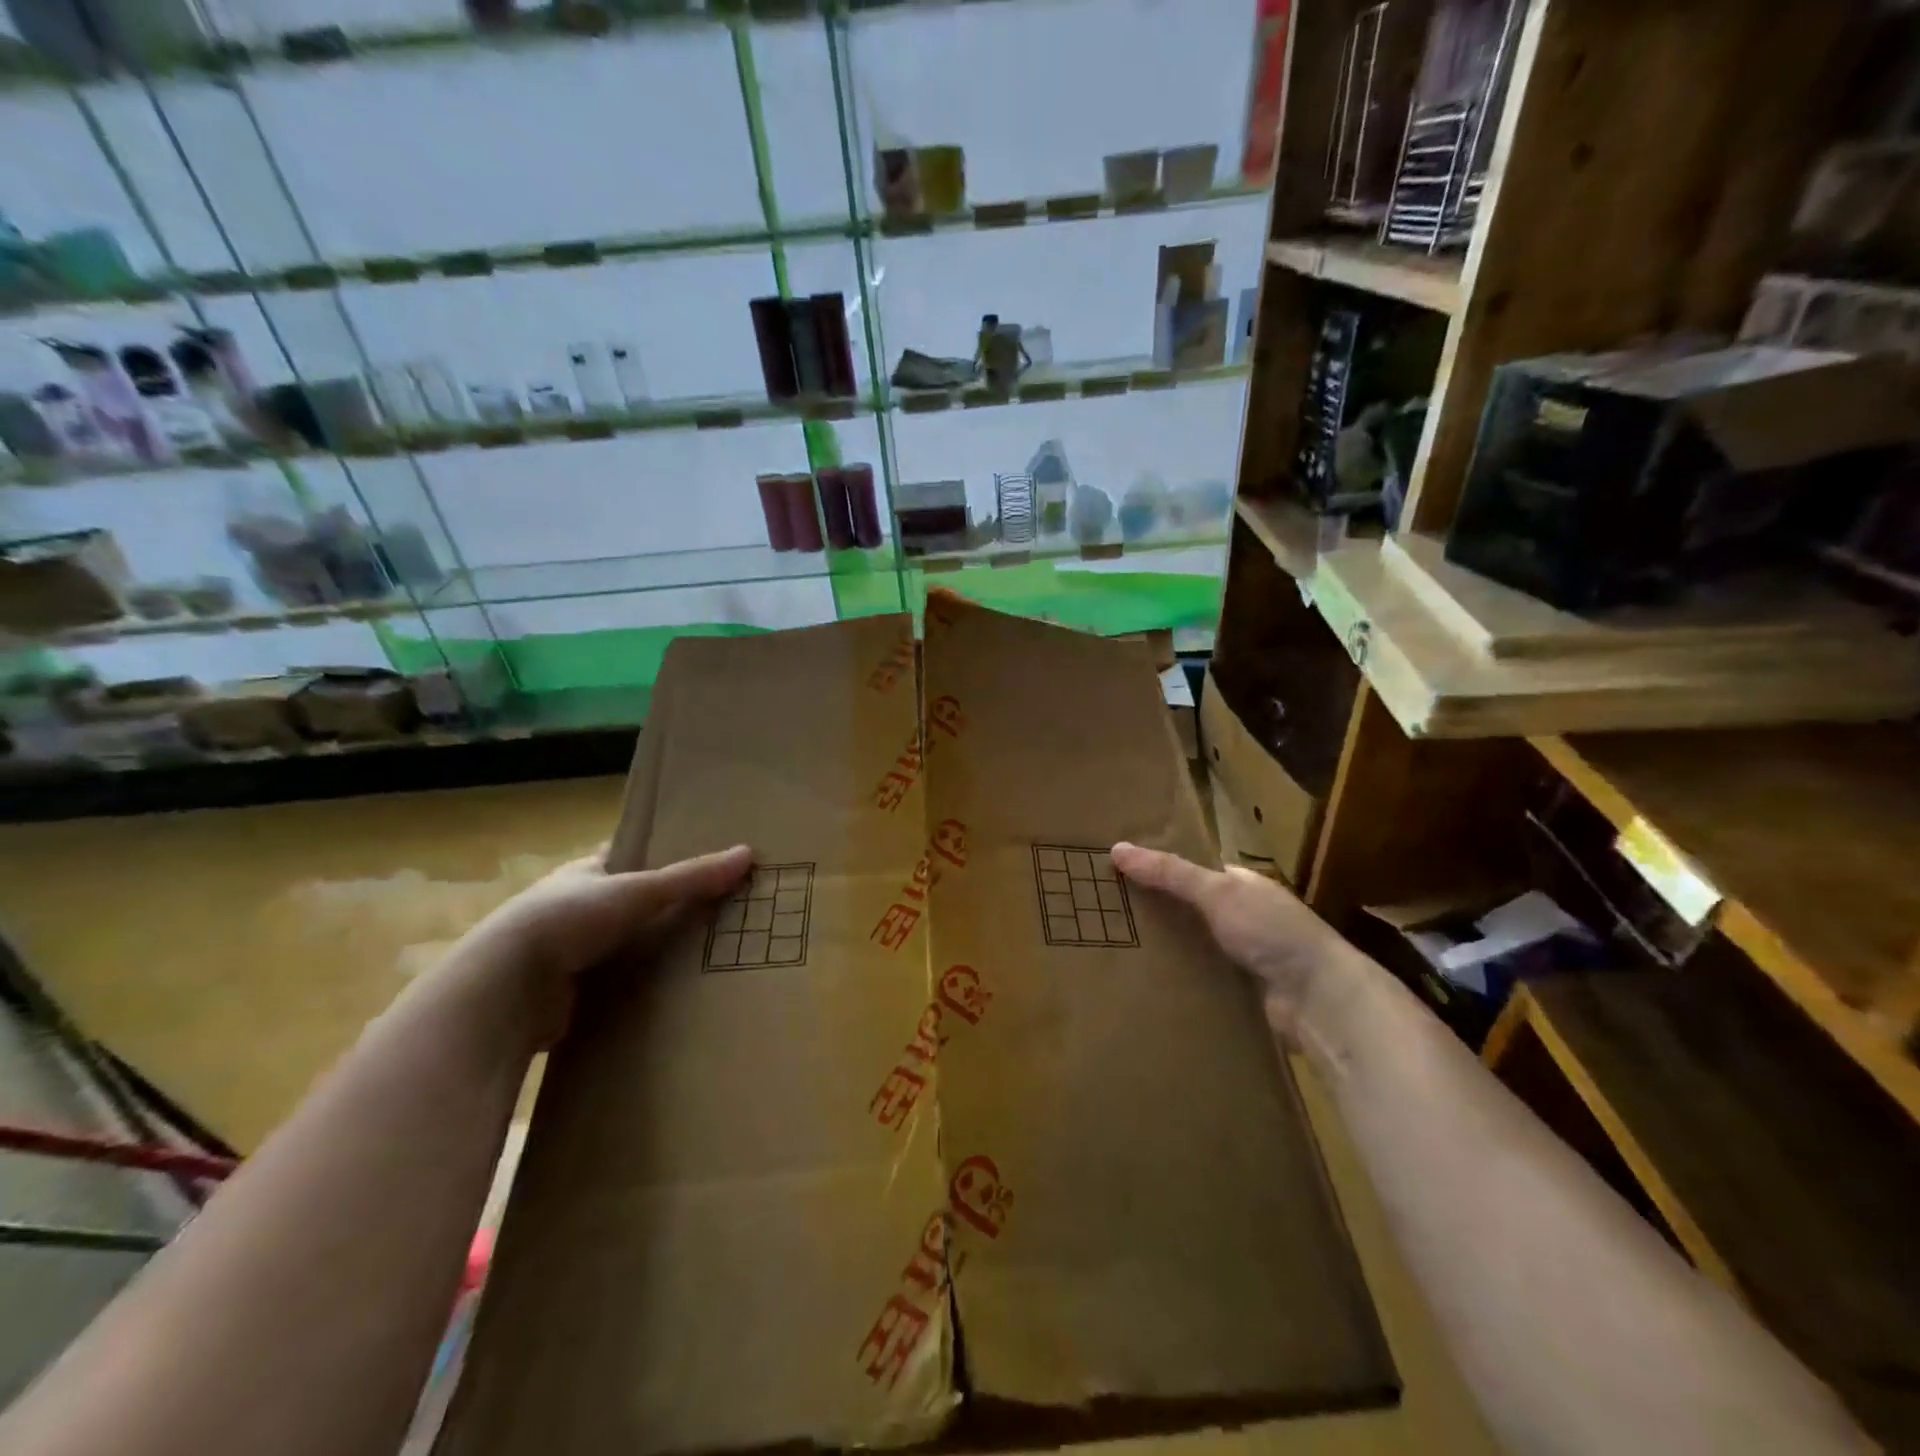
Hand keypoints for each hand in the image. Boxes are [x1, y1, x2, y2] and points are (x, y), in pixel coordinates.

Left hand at [450, 844, 751, 1043]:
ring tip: (708, 955)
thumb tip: (748, 854)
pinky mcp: (570, 994)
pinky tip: (675, 993)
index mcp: (583, 873)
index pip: (627, 857)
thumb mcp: (638, 890)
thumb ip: (692, 877)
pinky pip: (617, 984)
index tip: (702, 863)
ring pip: (624, 946)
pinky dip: (641, 987)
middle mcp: (574, 909)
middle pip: (631, 903)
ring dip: (654, 951)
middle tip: (718, 913)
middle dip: (666, 910)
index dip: (660, 857)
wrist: (505, 990)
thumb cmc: (568, 920)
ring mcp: (568, 953)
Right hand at [1111, 841, 1354, 1040]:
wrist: (1319, 1000)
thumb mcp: (1217, 892)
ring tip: (1114, 946)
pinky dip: (1178, 978)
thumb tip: (1116, 848)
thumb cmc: (1272, 931)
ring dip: (1165, 948)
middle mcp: (1244, 916)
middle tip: (1108, 913)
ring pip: (1193, 946)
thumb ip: (1169, 873)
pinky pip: (1200, 978)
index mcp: (1243, 885)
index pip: (1194, 871)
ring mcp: (1244, 956)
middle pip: (1189, 909)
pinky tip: (1144, 980)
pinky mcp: (1240, 991)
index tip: (1119, 872)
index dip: (1159, 869)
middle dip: (1156, 911)